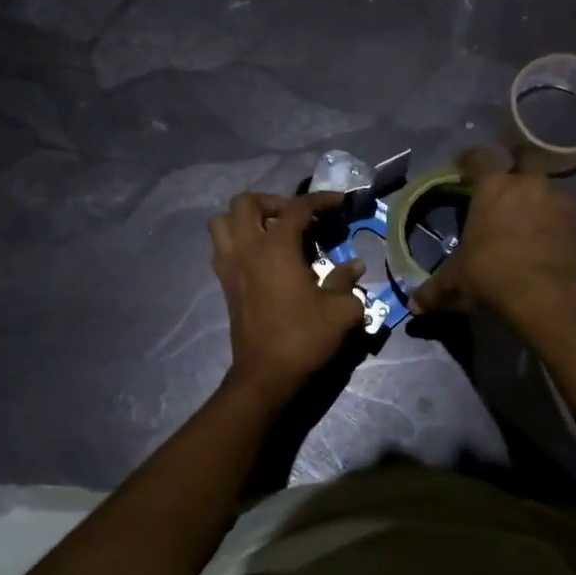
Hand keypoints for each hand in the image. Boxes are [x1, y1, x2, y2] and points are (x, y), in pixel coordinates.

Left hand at [209, 192, 364, 399]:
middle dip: (274, 202)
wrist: (266, 374)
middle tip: (297, 219)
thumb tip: (354, 266)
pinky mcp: (225, 285)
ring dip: (246, 219)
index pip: (297, 208)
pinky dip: (238, 241)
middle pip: (247, 203)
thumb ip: (347, 281)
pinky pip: (221, 248)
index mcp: (277, 248)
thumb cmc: (305, 338)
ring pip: (223, 221)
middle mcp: (248, 249)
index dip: (321, 200)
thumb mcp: (341, 310)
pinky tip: (261, 257)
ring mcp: (230, 266)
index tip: (340, 203)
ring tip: (271, 232)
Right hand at [410, 148, 575, 334]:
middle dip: (515, 162)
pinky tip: (544, 236)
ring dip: (536, 194)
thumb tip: (413, 306)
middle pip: (524, 157)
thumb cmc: (492, 275)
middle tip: (505, 179)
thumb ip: (435, 290)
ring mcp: (556, 200)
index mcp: (492, 188)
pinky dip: (552, 217)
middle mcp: (527, 185)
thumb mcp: (457, 282)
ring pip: (545, 185)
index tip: (462, 165)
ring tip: (526, 214)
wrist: (547, 296)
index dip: (469, 159)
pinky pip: (561, 210)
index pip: (479, 157)